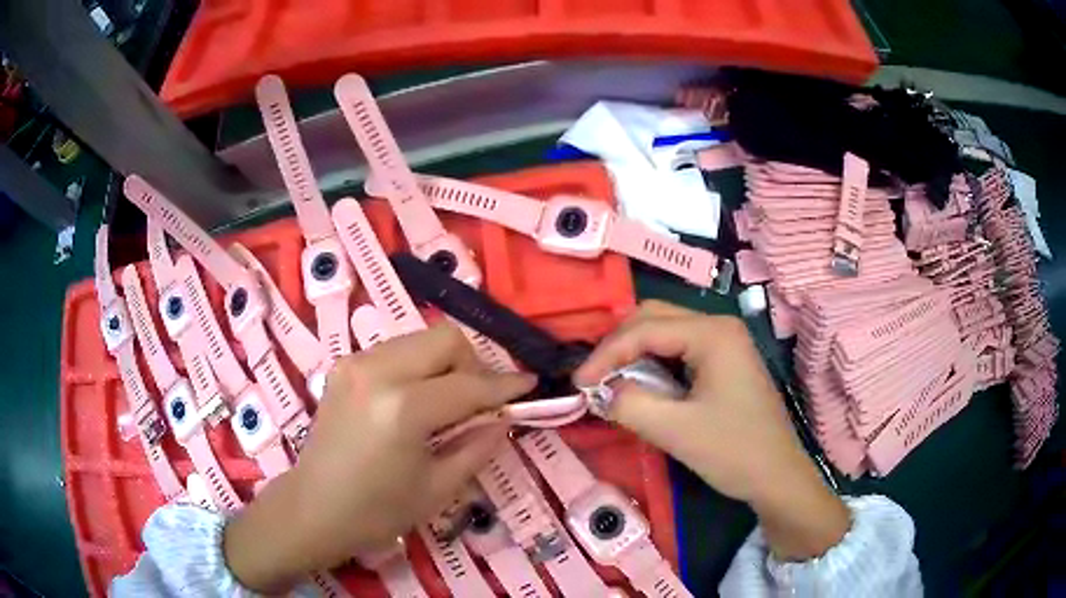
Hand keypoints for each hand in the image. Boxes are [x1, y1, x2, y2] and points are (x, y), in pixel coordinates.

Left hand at [224, 324, 535, 592]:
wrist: (313, 508)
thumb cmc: (377, 511)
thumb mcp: (439, 487)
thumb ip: (478, 445)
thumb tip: (504, 417)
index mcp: (403, 409)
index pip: (469, 384)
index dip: (505, 385)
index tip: (529, 385)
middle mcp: (378, 371)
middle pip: (445, 338)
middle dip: (473, 364)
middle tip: (479, 401)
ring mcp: (356, 363)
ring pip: (420, 338)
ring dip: (445, 363)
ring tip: (448, 401)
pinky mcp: (344, 365)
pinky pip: (396, 349)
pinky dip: (418, 366)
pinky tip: (417, 399)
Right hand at [575, 301, 848, 560]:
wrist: (777, 476)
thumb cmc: (733, 452)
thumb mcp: (676, 430)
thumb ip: (630, 404)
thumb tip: (599, 391)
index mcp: (712, 333)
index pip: (645, 329)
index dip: (606, 354)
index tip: (578, 384)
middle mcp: (719, 326)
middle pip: (654, 318)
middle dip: (618, 345)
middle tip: (593, 377)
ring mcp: (725, 343)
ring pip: (665, 332)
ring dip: (633, 353)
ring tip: (609, 381)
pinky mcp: (725, 362)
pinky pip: (679, 350)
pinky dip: (652, 363)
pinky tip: (639, 384)